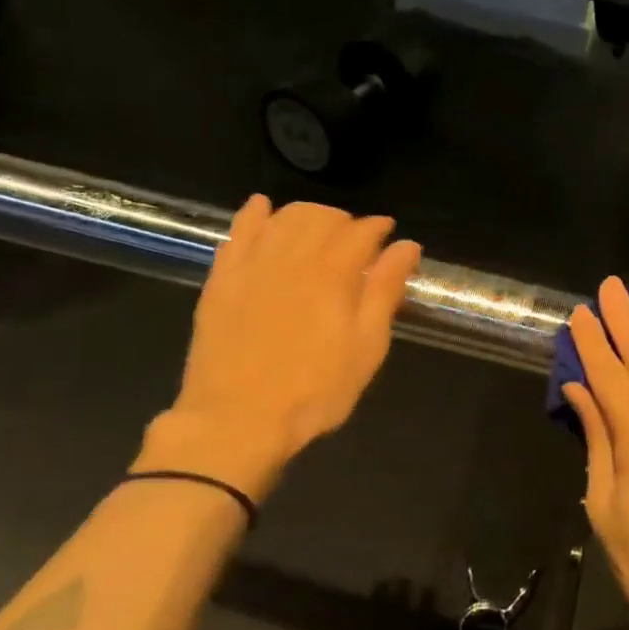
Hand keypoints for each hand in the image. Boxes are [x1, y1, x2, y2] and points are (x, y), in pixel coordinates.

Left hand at [134, 197, 420, 500]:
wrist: (236, 421)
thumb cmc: (314, 391)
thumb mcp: (366, 348)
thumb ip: (385, 291)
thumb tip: (407, 246)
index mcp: (333, 273)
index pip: (361, 231)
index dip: (378, 227)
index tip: (388, 233)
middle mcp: (293, 257)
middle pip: (321, 216)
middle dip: (344, 220)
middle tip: (354, 241)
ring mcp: (252, 265)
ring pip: (282, 217)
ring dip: (306, 214)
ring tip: (316, 230)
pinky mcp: (221, 279)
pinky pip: (238, 231)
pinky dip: (254, 214)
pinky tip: (262, 208)